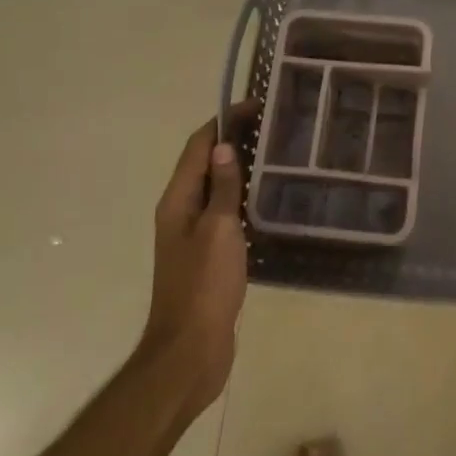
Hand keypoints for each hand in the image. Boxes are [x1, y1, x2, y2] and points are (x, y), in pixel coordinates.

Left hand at [138, 101, 258, 424]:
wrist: (191, 351)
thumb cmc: (204, 285)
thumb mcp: (219, 230)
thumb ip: (224, 188)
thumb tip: (225, 145)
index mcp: (178, 200)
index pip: (198, 146)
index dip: (223, 121)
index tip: (256, 105)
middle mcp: (181, 211)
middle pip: (206, 163)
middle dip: (234, 140)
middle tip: (275, 126)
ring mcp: (193, 235)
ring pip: (217, 188)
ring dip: (240, 168)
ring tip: (278, 155)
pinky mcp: (208, 255)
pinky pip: (225, 212)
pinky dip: (243, 197)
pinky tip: (269, 200)